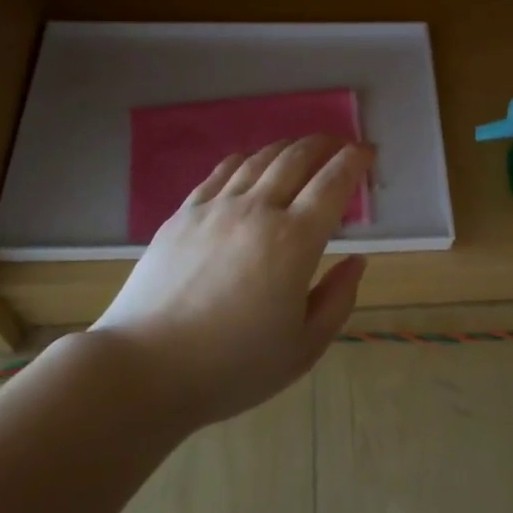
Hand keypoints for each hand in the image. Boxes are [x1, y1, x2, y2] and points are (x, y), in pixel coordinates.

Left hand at [91, 135, 373, 427]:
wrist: (144, 369)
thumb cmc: (232, 367)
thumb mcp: (303, 348)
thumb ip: (338, 299)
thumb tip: (356, 260)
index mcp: (294, 241)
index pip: (333, 183)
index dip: (355, 161)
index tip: (368, 152)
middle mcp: (257, 210)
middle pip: (297, 158)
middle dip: (325, 144)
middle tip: (341, 144)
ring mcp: (215, 208)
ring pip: (260, 159)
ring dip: (289, 147)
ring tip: (303, 148)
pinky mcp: (183, 214)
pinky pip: (222, 172)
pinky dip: (247, 159)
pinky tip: (252, 162)